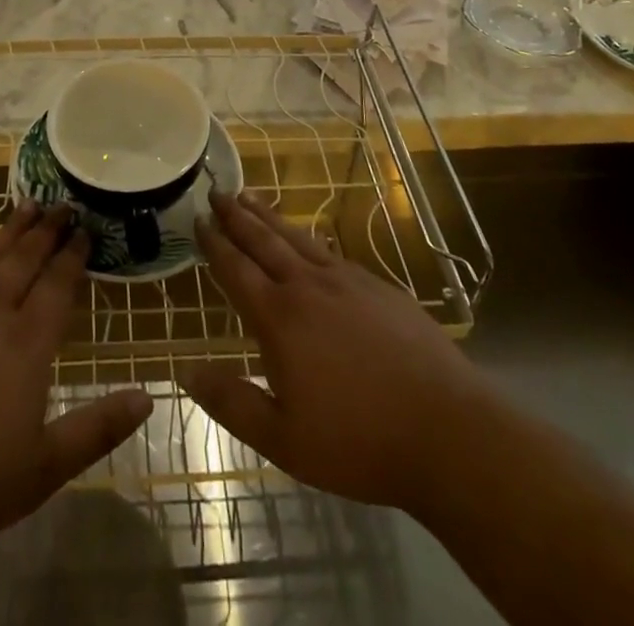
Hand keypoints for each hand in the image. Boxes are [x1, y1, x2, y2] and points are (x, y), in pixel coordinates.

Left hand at [0, 201, 151, 559]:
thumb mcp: (46, 467)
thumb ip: (98, 428)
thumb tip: (148, 396)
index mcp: (27, 344)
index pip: (57, 285)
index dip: (73, 255)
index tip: (86, 229)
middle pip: (25, 259)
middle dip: (47, 230)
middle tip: (62, 204)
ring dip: (11, 229)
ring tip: (28, 206)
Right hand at [185, 191, 480, 513]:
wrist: (448, 432)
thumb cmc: (359, 441)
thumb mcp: (284, 440)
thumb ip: (232, 403)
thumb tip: (186, 371)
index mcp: (279, 317)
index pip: (236, 269)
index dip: (215, 243)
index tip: (199, 218)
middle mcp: (309, 286)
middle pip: (264, 240)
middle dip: (237, 215)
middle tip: (217, 191)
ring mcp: (348, 282)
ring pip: (298, 238)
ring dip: (270, 216)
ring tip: (250, 197)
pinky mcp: (380, 288)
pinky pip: (331, 252)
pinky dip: (308, 238)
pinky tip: (309, 241)